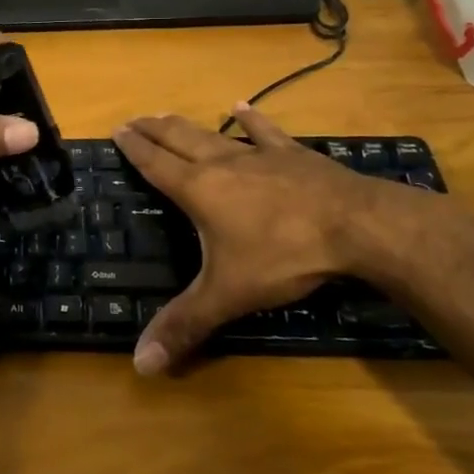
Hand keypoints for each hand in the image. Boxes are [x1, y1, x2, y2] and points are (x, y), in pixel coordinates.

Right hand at [111, 104, 412, 374]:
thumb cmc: (284, 255)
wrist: (357, 226)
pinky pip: (266, 132)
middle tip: (134, 120)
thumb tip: (140, 366)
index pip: (155, 163)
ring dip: (187, 124)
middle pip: (178, 138)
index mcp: (199, 189)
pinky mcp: (294, 155)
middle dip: (153, 129)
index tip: (116, 129)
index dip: (133, 147)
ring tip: (168, 115)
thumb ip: (185, 325)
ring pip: (213, 133)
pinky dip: (251, 120)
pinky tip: (243, 107)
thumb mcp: (229, 294)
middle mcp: (222, 163)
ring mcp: (260, 155)